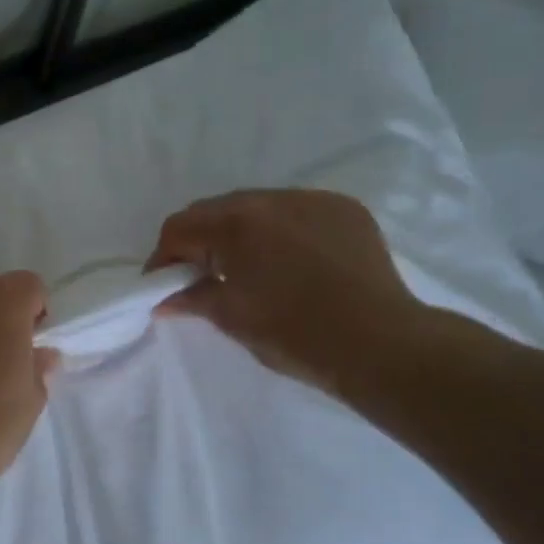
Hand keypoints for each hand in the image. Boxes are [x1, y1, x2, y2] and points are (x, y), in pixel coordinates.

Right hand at [145, 189, 431, 397]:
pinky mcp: (345, 211)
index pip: (180, 227)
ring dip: (239, 233)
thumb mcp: (233, 318)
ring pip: (257, 207)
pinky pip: (296, 212)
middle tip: (199, 278)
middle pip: (216, 210)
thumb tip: (163, 300)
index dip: (163, 258)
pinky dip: (279, 232)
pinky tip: (289, 263)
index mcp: (237, 223)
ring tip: (246, 269)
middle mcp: (273, 199)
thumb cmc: (295, 334)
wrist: (380, 344)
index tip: (163, 286)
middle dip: (199, 241)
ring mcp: (314, 200)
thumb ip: (192, 300)